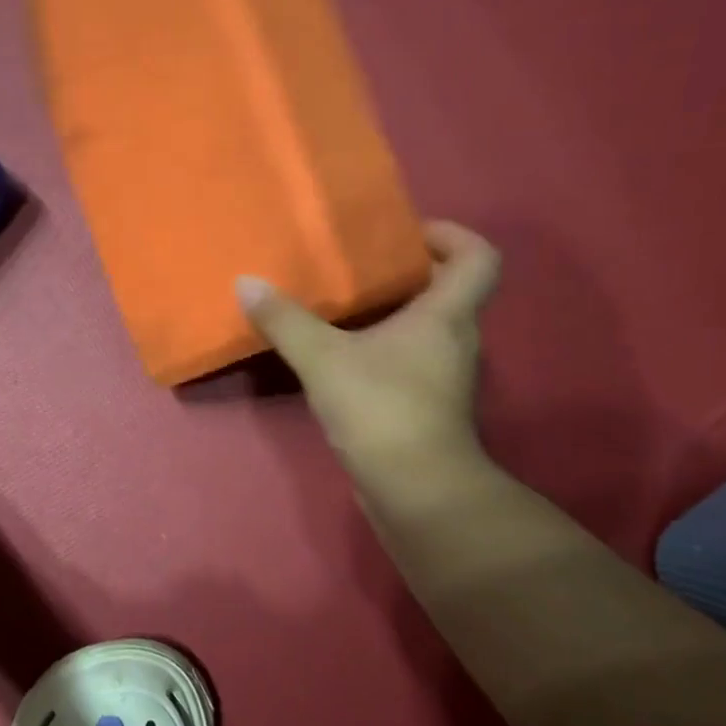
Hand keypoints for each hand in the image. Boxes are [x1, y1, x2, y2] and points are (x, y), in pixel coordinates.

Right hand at [237, 221, 500, 485]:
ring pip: (428, 328)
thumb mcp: (324, 359)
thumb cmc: (381, 409)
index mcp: (446, 315)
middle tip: (360, 267)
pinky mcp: (428, 407)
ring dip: (394, 314)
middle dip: (409, 272)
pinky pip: (411, 360)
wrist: (416, 491)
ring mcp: (445, 377)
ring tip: (343, 308)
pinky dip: (385, 349)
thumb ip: (285, 321)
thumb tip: (246, 282)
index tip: (408, 234)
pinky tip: (343, 357)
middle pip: (449, 290)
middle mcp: (456, 339)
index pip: (478, 257)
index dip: (452, 235)